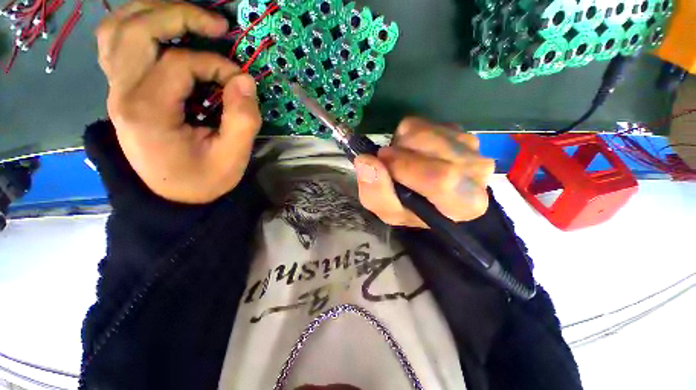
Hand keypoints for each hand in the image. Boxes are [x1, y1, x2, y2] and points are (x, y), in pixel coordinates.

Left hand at [96, 1, 261, 203]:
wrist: (173, 196)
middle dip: (181, 15)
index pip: (179, 63)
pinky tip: (163, 31)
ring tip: (190, 18)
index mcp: (148, 112)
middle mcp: (122, 93)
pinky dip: (138, 25)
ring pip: (119, 27)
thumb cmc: (203, 180)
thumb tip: (245, 80)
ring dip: (154, 12)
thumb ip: (243, 120)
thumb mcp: (233, 158)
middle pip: (137, 28)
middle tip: (218, 24)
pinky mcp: (121, 89)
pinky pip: (116, 42)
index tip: (241, 82)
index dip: (217, 64)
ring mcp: (116, 89)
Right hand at [354, 117, 494, 227]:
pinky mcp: (459, 131)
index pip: (441, 178)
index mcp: (464, 203)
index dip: (405, 167)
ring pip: (426, 131)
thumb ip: (376, 193)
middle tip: (387, 161)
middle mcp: (477, 172)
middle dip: (399, 151)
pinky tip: (412, 151)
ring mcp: (471, 147)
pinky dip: (408, 135)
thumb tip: (364, 160)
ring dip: (402, 143)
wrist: (429, 196)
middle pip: (433, 147)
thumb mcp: (389, 212)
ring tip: (401, 159)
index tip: (383, 162)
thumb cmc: (411, 210)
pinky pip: (425, 123)